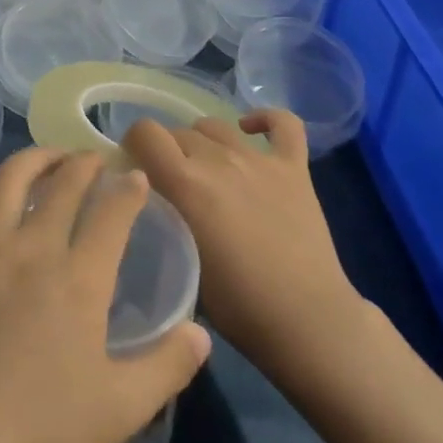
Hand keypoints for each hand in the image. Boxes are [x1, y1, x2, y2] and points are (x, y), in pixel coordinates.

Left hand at [0, 147, 211, 442]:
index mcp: (79, 279)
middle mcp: (32, 248)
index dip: (129, 189)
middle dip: (83, 163)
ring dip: (30, 160)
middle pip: (62, 184)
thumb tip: (201, 332)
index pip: (113, 213)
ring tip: (45, 159)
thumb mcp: (123, 411)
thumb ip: (168, 367)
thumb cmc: (43, 435)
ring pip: (5, 180)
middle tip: (93, 160)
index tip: (137, 177)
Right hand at [125, 110, 367, 386]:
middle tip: (173, 184)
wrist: (308, 322)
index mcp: (186, 183)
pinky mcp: (294, 167)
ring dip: (204, 141)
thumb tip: (152, 202)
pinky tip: (250, 130)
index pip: (145, 132)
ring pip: (216, 125)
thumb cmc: (238, 306)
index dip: (134, 143)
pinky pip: (283, 124)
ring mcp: (259, 160)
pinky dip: (265, 120)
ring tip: (207, 168)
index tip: (136, 166)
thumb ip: (163, 220)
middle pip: (179, 132)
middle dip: (168, 151)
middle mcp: (219, 160)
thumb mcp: (180, 263)